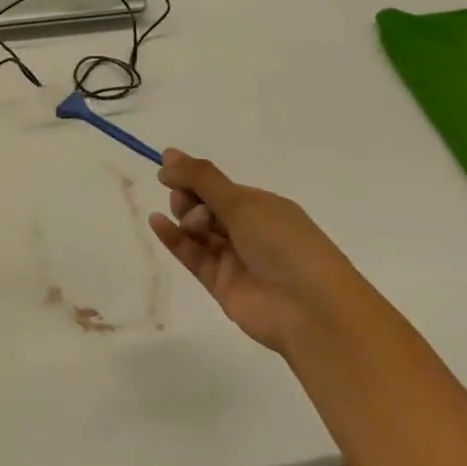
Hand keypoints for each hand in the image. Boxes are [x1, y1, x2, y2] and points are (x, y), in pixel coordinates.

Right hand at [149, 149, 364, 358]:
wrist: (309, 310)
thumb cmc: (284, 244)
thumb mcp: (243, 202)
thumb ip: (202, 178)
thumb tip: (168, 155)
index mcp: (263, 206)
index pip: (220, 186)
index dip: (193, 177)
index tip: (167, 168)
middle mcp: (249, 230)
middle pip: (206, 207)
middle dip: (190, 198)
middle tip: (188, 201)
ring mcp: (235, 258)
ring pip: (199, 231)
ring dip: (186, 218)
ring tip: (189, 222)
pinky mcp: (221, 284)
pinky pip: (193, 255)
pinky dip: (174, 239)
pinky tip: (156, 222)